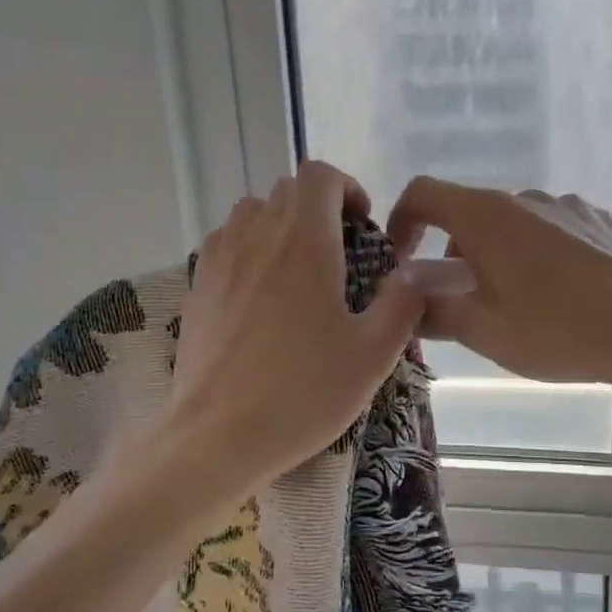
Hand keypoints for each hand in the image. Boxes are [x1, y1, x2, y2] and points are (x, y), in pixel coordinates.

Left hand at [168, 162, 423, 485]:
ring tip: (297, 269)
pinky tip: (260, 294)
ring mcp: (219, 260)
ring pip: (250, 212)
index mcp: (304, 241)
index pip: (318, 176)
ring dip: (279, 224)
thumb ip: (402, 303)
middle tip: (338, 253)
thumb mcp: (373, 353)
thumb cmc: (304, 391)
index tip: (361, 226)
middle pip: (286, 191)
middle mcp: (256, 236)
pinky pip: (224, 244)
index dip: (346, 187)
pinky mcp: (196, 287)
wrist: (219, 435)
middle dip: (318, 208)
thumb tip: (415, 274)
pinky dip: (247, 249)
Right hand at [386, 179, 611, 384]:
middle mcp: (522, 198)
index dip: (401, 220)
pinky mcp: (598, 221)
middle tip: (461, 302)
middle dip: (453, 254)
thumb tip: (407, 298)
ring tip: (513, 305)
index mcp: (484, 215)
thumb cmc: (555, 328)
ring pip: (510, 224)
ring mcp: (564, 205)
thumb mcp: (482, 330)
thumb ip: (433, 309)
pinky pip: (549, 231)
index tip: (401, 259)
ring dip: (496, 255)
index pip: (423, 193)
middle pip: (468, 214)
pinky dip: (535, 254)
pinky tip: (557, 295)